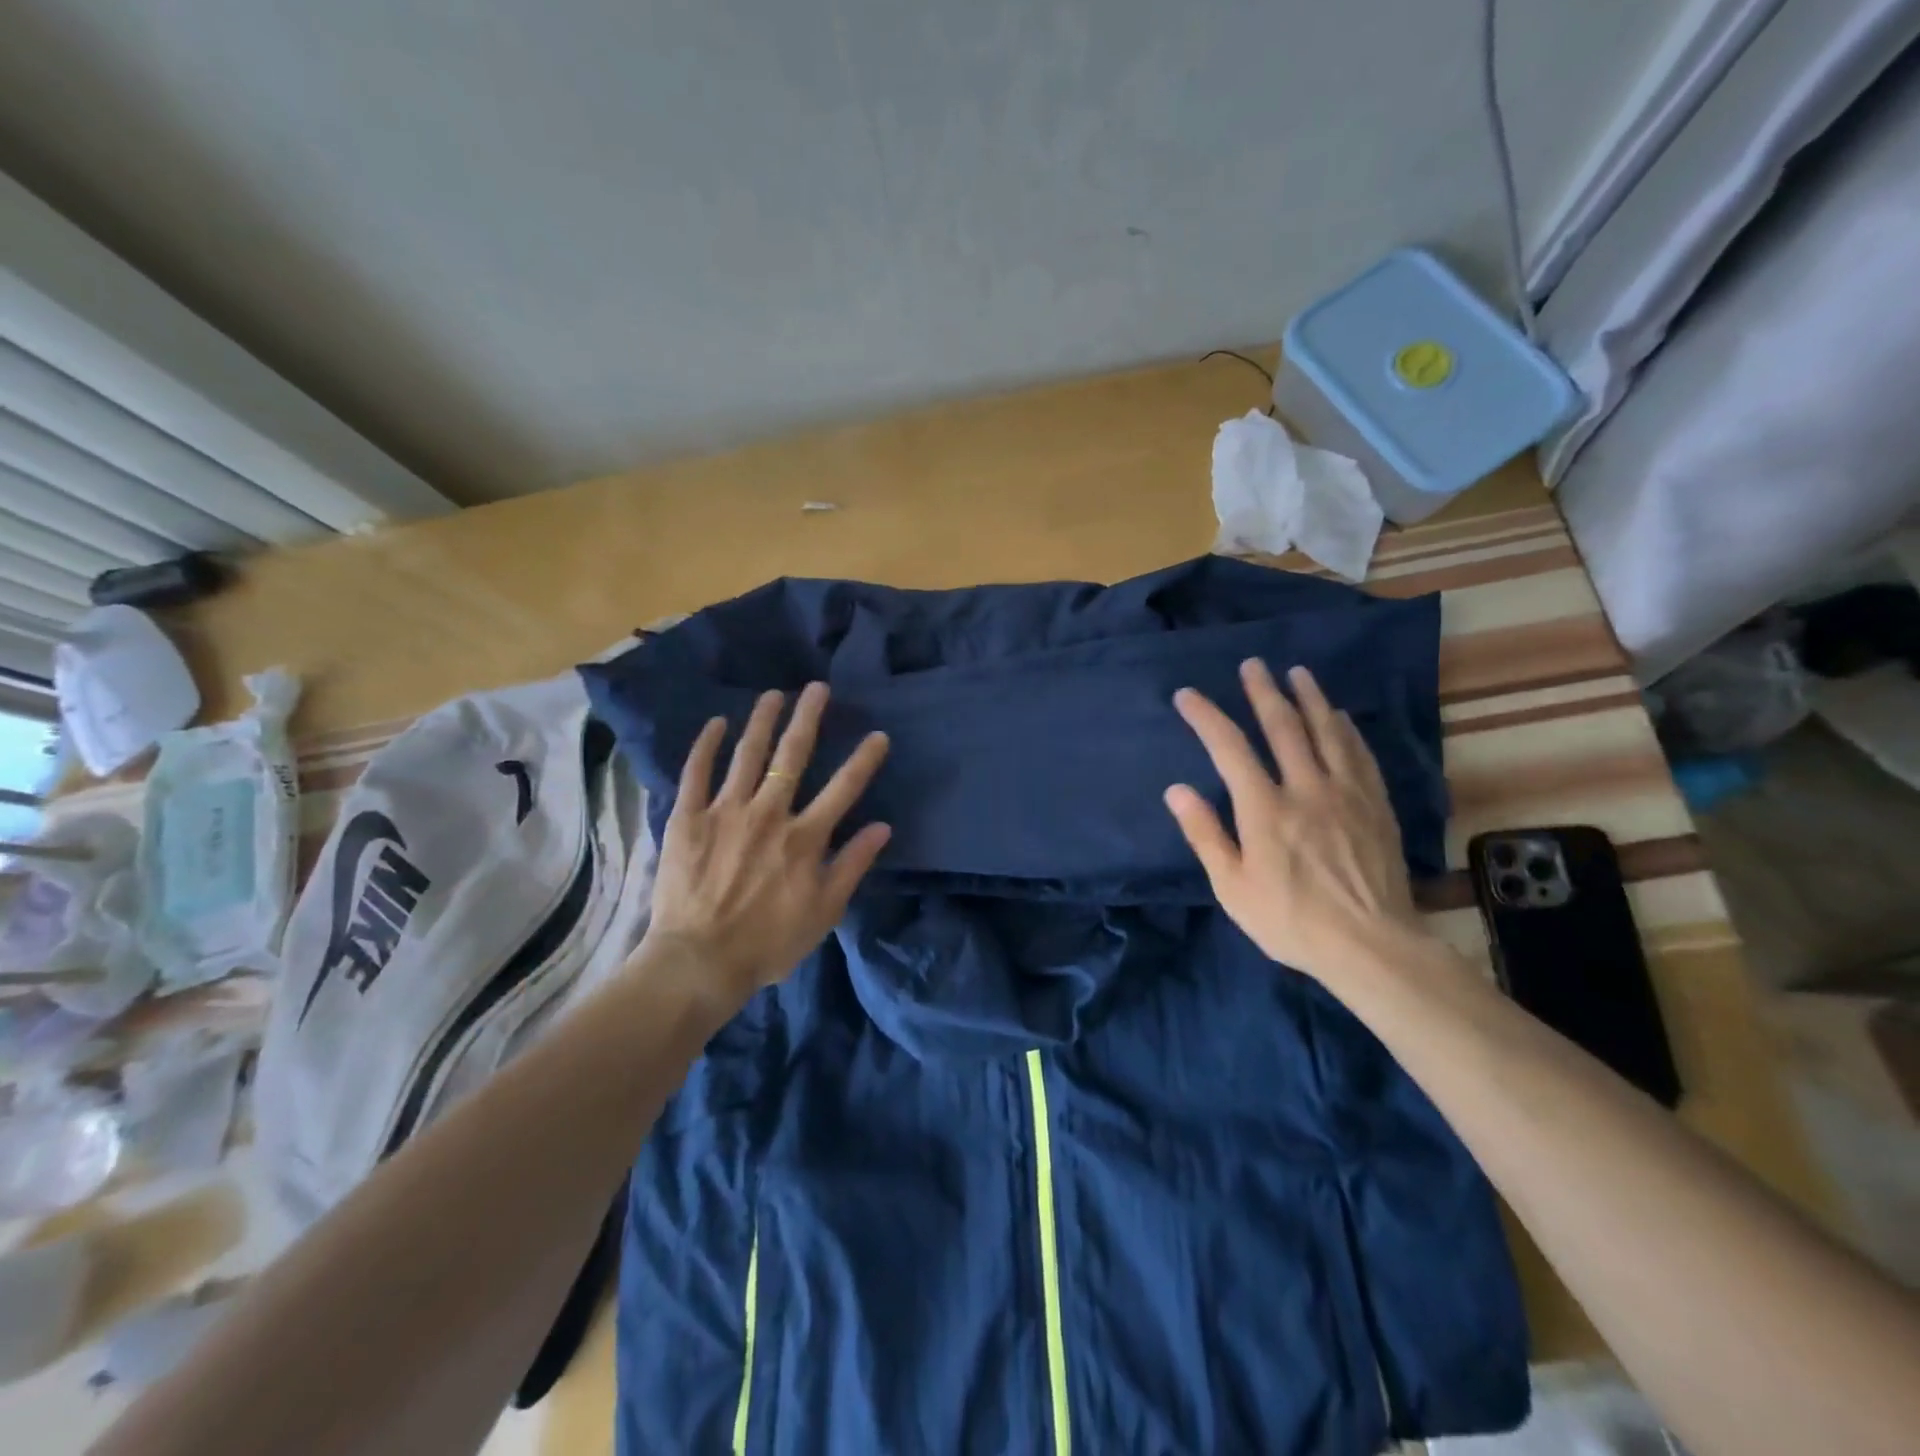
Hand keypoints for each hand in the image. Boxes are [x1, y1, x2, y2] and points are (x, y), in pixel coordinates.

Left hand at [636, 682, 891, 1015]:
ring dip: (763, 720)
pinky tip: (717, 722)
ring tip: (773, 694)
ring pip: (748, 754)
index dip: (864, 759)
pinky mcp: (688, 818)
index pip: (843, 788)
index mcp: (805, 837)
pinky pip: (697, 773)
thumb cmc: (769, 943)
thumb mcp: (824, 912)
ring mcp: (726, 812)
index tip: (878, 735)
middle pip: (793, 756)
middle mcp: (769, 813)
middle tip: (817, 688)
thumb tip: (882, 827)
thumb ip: (853, 865)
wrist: (699, 961)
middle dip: (808, 718)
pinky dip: (707, 745)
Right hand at [1165, 660, 1428, 985]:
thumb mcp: (1232, 887)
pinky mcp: (1375, 806)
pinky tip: (1340, 717)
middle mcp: (1306, 788)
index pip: (1229, 748)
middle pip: (1283, 727)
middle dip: (1263, 692)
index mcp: (1265, 809)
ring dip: (1309, 698)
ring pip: (1327, 732)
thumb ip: (1205, 834)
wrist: (1371, 946)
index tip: (1188, 695)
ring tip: (1298, 673)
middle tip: (1253, 665)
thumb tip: (1176, 790)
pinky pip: (1360, 755)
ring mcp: (1346, 794)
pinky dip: (1346, 730)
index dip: (1206, 717)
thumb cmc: (1290, 920)